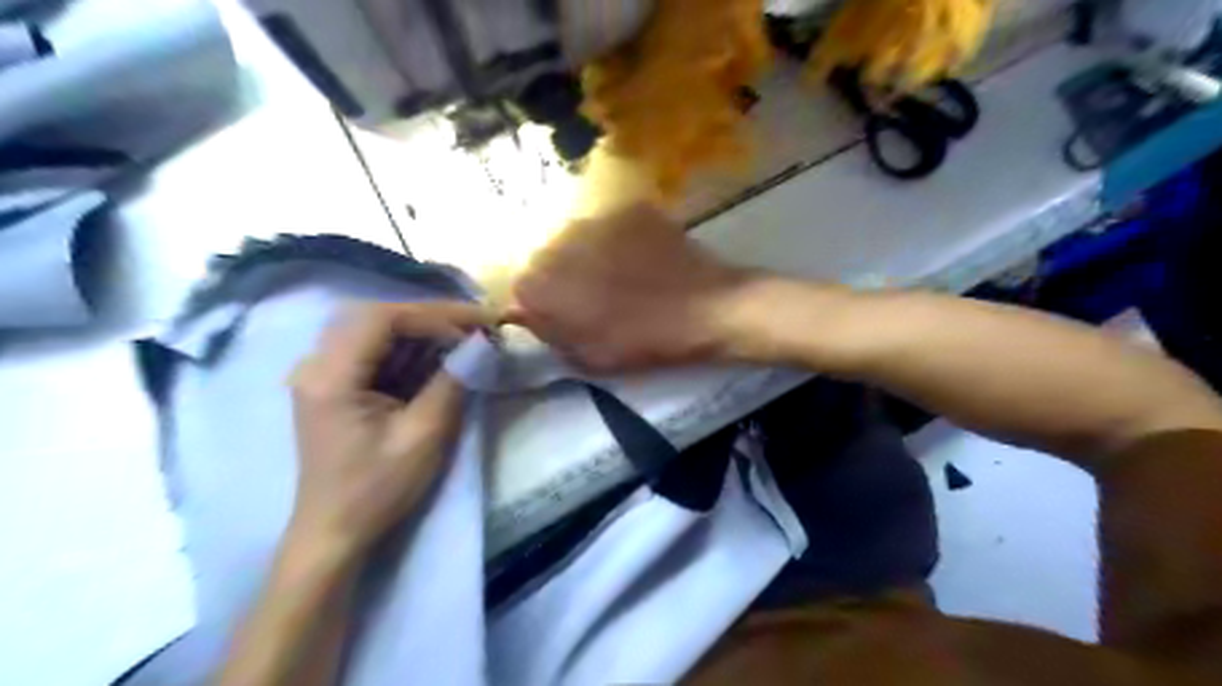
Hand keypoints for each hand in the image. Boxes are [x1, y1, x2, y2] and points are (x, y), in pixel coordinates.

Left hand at [287, 303, 488, 560]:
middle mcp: (316, 364)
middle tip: (472, 327)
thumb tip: (481, 344)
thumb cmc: (377, 489)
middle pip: (374, 316)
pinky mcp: (331, 384)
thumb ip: (452, 382)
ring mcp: (320, 373)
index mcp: (331, 376)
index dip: (434, 314)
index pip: (382, 318)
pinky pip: (371, 349)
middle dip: (428, 317)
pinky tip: (435, 358)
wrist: (334, 531)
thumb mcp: (424, 435)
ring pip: (372, 329)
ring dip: (419, 331)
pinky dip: (406, 348)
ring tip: (461, 339)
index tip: (478, 322)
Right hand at [504, 203, 743, 375]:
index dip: (543, 303)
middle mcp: (561, 242)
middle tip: (594, 295)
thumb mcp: (589, 357)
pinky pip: (609, 226)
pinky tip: (640, 259)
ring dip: (588, 255)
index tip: (565, 315)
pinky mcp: (629, 208)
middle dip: (562, 276)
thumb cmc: (646, 342)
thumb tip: (528, 314)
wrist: (708, 308)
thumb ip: (551, 334)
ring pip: (577, 238)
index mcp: (547, 284)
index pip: (522, 288)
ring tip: (620, 275)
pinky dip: (616, 241)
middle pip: (546, 258)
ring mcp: (598, 219)